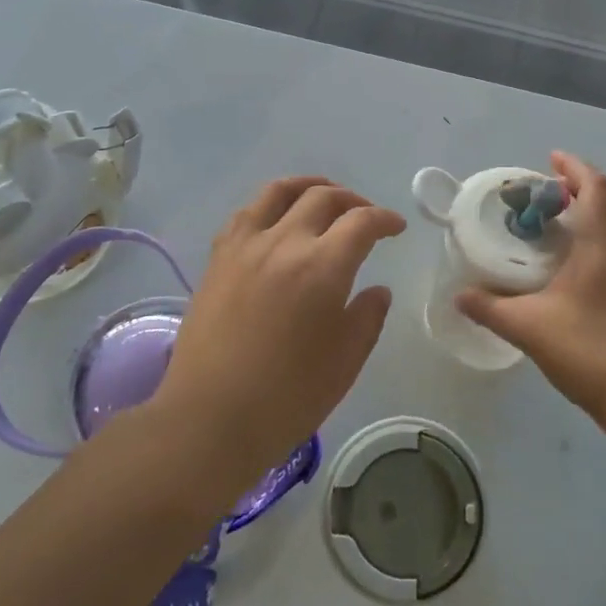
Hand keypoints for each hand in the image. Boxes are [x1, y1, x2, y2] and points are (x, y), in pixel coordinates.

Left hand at [159, 177, 405, 484]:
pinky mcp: (218, 257)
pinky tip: (277, 219)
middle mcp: (285, 242)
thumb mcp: (345, 362)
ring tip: (324, 196)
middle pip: (324, 198)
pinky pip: (246, 212)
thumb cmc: (287, 398)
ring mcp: (246, 246)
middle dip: (354, 201)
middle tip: (366, 217)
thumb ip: (367, 317)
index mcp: (323, 267)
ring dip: (310, 187)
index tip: (396, 228)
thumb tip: (377, 289)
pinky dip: (270, 204)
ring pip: (281, 191)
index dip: (385, 219)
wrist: (209, 418)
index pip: (362, 222)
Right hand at [457, 152, 605, 437]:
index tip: (549, 161)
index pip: (596, 186)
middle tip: (553, 192)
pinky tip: (576, 261)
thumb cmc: (590, 352)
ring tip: (560, 222)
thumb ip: (490, 308)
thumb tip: (458, 295)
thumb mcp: (529, 329)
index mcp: (603, 244)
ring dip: (598, 207)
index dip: (574, 167)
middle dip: (588, 182)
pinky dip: (603, 232)